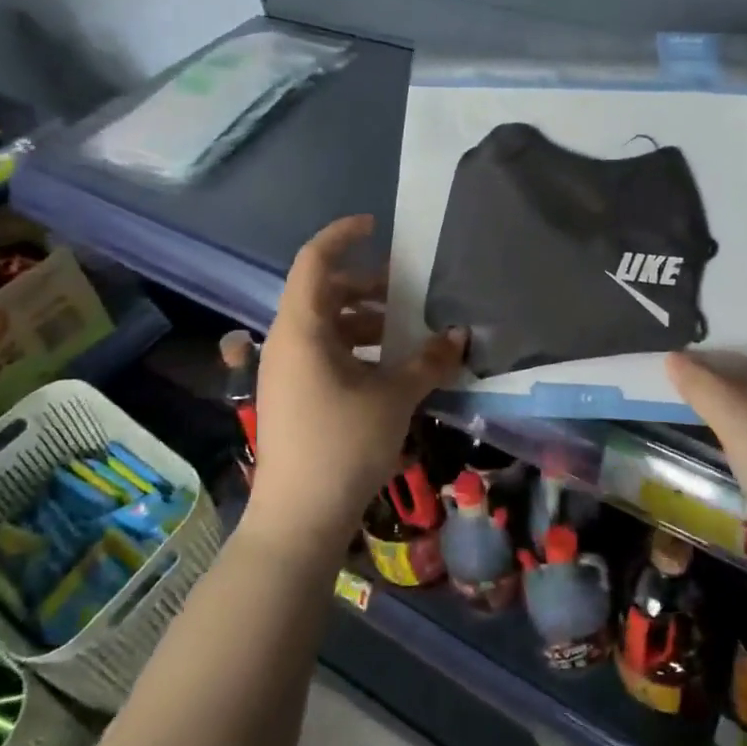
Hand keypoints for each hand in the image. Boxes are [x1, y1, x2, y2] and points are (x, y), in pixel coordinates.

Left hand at [245, 216, 464, 563]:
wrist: (298, 519)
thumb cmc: (343, 444)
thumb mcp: (394, 397)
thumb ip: (428, 361)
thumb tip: (459, 335)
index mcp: (302, 329)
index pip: (314, 261)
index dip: (342, 236)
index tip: (376, 227)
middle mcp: (287, 342)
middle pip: (324, 293)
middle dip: (367, 286)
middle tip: (408, 292)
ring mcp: (287, 371)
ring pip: (326, 326)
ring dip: (365, 321)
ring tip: (407, 333)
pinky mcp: (293, 396)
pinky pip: (325, 353)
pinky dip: (356, 349)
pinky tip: (390, 369)